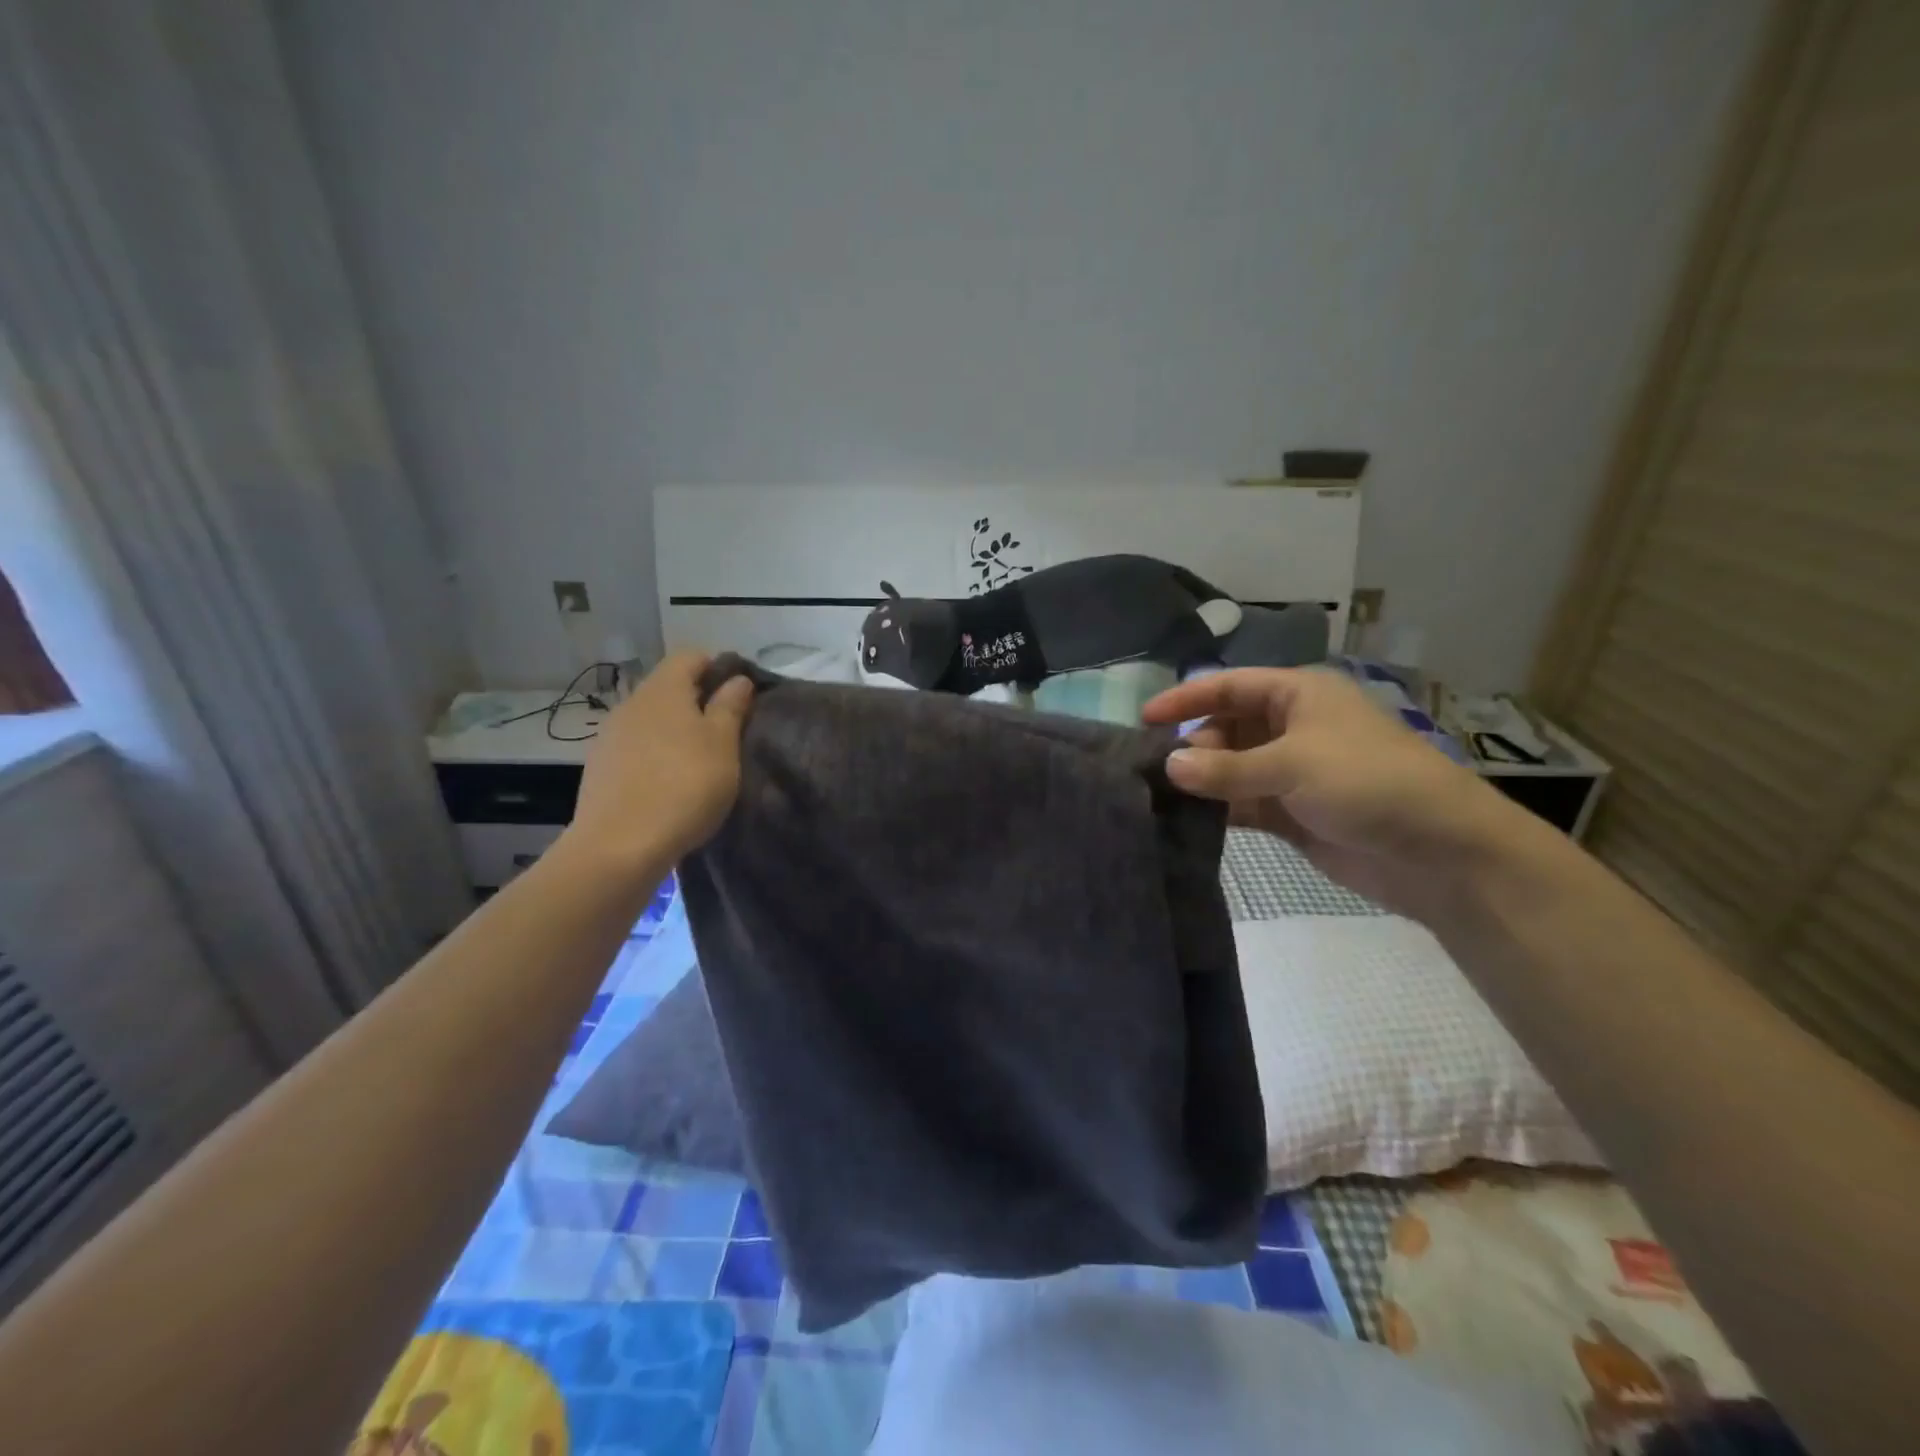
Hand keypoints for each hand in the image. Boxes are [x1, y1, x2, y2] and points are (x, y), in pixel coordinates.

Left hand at [566, 653, 753, 868]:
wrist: (620, 846)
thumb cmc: (684, 786)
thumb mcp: (723, 745)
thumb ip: (731, 706)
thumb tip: (737, 679)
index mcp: (663, 690)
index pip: (690, 656)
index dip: (718, 667)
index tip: (740, 695)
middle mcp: (632, 703)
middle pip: (669, 687)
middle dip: (699, 701)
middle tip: (727, 732)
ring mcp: (610, 736)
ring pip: (651, 719)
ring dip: (676, 730)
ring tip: (700, 761)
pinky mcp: (600, 768)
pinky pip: (636, 747)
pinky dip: (656, 755)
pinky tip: (669, 784)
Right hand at [1142, 668, 1528, 919]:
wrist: (1439, 852)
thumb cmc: (1368, 782)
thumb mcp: (1293, 764)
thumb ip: (1226, 769)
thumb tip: (1167, 767)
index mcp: (1298, 696)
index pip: (1229, 686)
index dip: (1186, 698)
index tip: (1144, 718)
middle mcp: (1291, 727)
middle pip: (1226, 727)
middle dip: (1193, 746)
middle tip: (1158, 772)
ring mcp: (1290, 772)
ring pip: (1231, 768)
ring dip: (1201, 780)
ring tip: (1159, 796)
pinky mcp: (1291, 812)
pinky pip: (1241, 803)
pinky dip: (1217, 809)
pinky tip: (1186, 819)